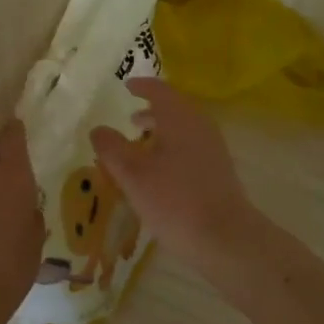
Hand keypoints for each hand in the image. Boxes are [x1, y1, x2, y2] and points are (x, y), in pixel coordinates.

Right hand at [90, 79, 264, 276]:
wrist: (225, 237)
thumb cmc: (174, 201)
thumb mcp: (133, 175)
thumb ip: (112, 149)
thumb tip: (98, 129)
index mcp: (179, 118)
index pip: (160, 91)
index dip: (142, 86)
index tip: (128, 86)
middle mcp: (200, 126)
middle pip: (176, 108)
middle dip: (153, 110)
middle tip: (131, 117)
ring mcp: (213, 148)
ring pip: (185, 129)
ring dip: (163, 130)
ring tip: (142, 143)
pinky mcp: (219, 170)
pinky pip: (192, 146)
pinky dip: (173, 146)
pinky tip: (161, 170)